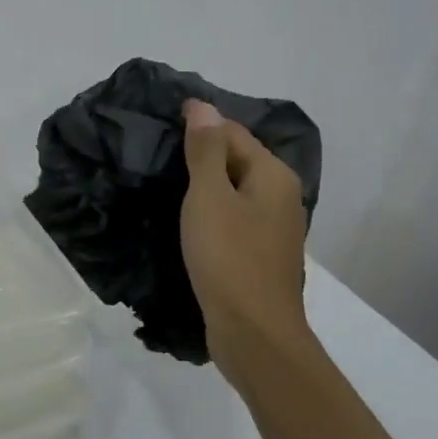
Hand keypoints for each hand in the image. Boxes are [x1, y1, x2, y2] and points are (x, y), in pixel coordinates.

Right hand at [179, 99, 311, 371]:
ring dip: (204, 184)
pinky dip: (211, 212)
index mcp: (273, 175)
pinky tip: (185, 219)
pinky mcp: (260, 255)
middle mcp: (281, 196)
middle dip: (201, 153)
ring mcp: (273, 228)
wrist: (253, 332)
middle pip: (237, 160)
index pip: (233, 132)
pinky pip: (233, 218)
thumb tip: (203, 106)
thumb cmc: (229, 258)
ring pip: (234, 192)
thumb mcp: (209, 197)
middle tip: (157, 152)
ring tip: (164, 182)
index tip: (161, 122)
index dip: (199, 124)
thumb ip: (206, 151)